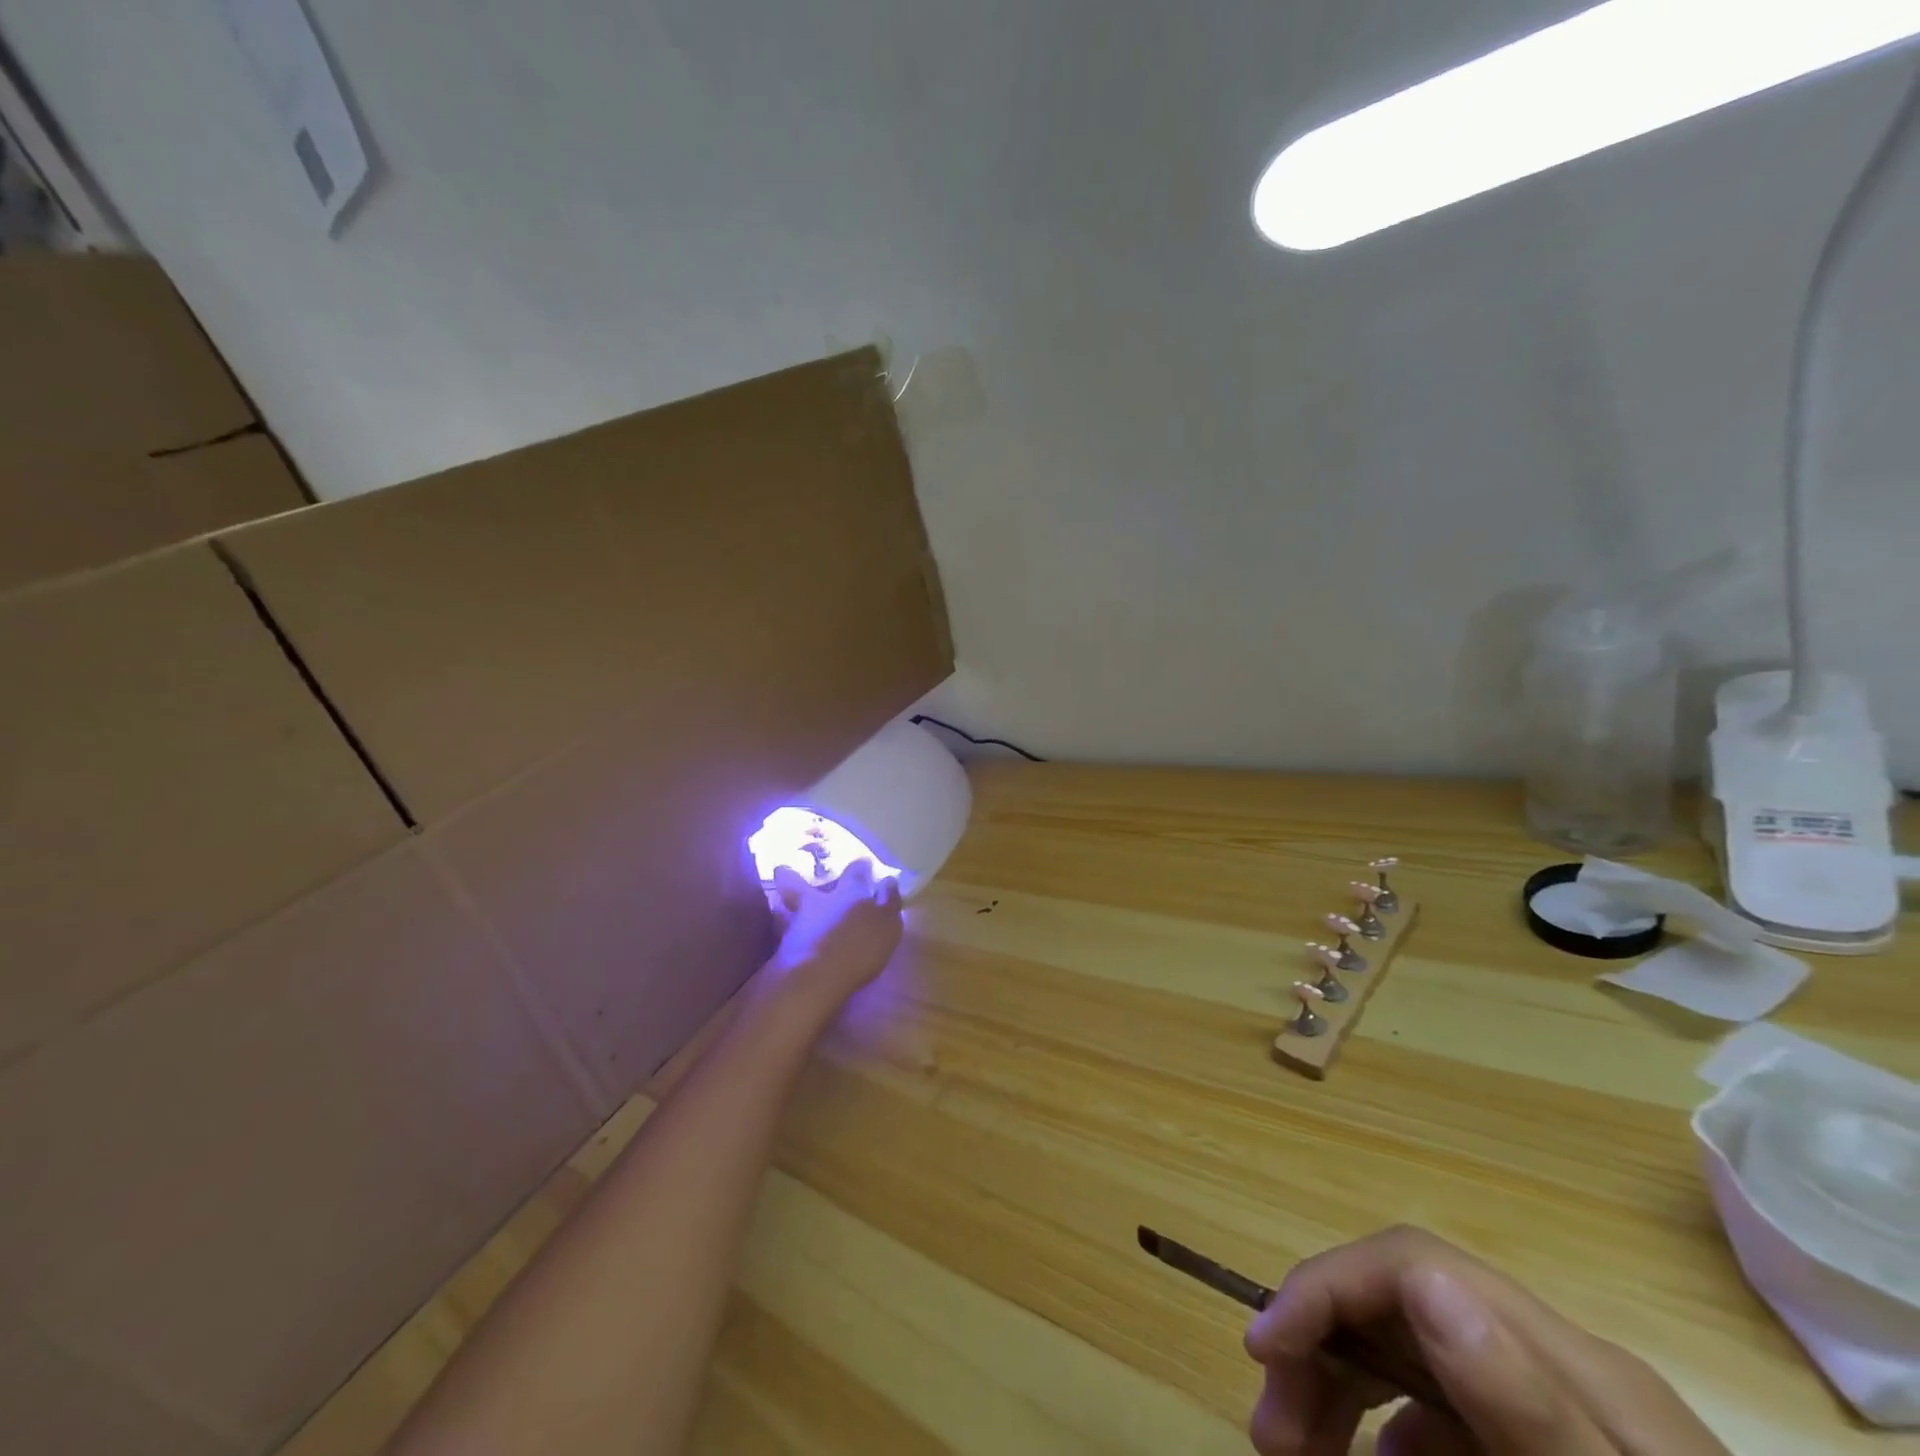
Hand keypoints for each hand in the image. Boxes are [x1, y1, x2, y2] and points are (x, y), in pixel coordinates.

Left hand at [762, 860, 903, 1015]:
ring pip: (786, 905)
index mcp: (850, 893)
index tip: (863, 863)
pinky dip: (785, 932)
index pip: (855, 872)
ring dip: (785, 903)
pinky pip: (783, 932)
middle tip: (785, 868)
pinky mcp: (783, 948)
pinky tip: (789, 938)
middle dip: (793, 874)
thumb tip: (888, 880)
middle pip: (800, 882)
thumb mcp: (888, 924)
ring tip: (784, 906)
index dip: (860, 867)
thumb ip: (888, 901)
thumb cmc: (860, 947)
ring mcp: (797, 924)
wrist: (816, 977)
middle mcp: (820, 902)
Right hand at [1244, 1226, 1728, 1455]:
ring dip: (1341, 1391)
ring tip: (1300, 1450)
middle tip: (1270, 1432)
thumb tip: (1429, 1283)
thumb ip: (1529, 1408)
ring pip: (1413, 1354)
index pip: (1412, 1263)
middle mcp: (1560, 1363)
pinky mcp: (1550, 1442)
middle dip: (1318, 1348)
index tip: (1261, 1351)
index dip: (1322, 1287)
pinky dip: (1393, 1432)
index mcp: (1574, 1363)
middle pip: (1400, 1304)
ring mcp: (1560, 1408)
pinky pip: (1448, 1412)